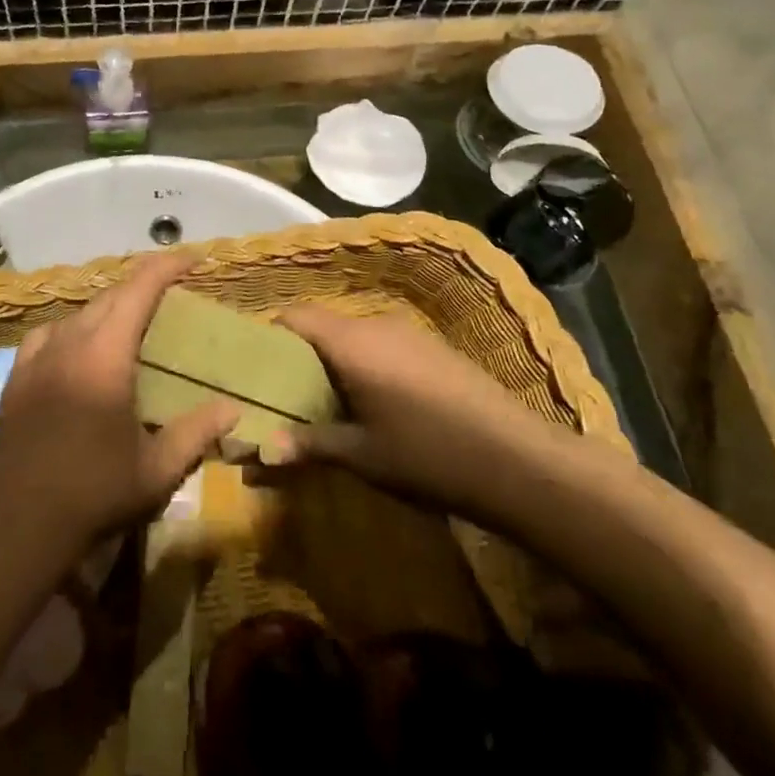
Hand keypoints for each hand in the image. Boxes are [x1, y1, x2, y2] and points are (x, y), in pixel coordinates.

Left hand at [0, 253, 237, 561]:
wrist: (16, 523)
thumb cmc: (93, 493)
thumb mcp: (156, 470)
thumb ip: (197, 432)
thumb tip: (232, 408)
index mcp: (105, 354)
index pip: (139, 289)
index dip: (167, 266)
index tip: (194, 259)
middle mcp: (70, 342)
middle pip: (110, 296)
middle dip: (143, 286)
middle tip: (172, 296)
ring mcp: (37, 357)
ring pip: (79, 313)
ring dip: (109, 308)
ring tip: (131, 324)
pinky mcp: (17, 375)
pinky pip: (50, 333)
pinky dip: (74, 329)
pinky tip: (78, 348)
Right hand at [275, 306, 576, 524]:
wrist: (517, 459)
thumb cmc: (427, 454)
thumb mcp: (362, 455)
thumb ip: (308, 444)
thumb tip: (257, 453)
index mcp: (350, 342)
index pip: (295, 317)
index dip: (271, 335)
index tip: (258, 369)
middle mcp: (375, 325)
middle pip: (322, 325)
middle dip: (300, 355)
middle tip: (288, 395)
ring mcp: (408, 333)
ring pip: (352, 334)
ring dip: (333, 360)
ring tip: (326, 402)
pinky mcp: (431, 347)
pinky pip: (380, 343)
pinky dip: (363, 362)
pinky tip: (373, 402)